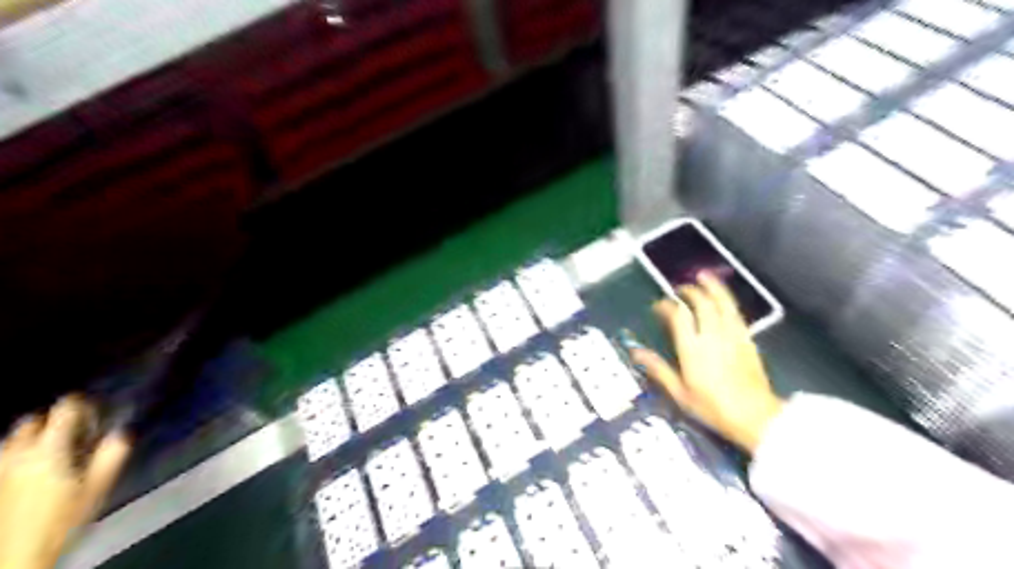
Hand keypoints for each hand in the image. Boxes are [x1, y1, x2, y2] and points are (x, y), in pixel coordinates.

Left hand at [1, 396, 129, 568]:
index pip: (65, 409)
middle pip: (33, 421)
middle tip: (77, 433)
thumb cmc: (61, 520)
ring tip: (54, 450)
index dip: (83, 405)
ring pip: (13, 439)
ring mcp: (0, 470)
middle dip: (55, 420)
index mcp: (49, 448)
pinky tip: (34, 470)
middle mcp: (18, 453)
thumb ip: (112, 455)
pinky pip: (6, 458)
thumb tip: (123, 432)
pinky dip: (20, 454)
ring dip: (34, 437)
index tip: (97, 413)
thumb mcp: (98, 487)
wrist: (14, 556)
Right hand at [628, 272, 781, 453]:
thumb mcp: (680, 393)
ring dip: (713, 287)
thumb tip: (637, 353)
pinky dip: (727, 301)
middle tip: (680, 289)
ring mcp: (733, 335)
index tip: (659, 305)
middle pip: (702, 303)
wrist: (755, 417)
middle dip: (690, 291)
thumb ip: (659, 369)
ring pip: (722, 302)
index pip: (678, 315)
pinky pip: (736, 313)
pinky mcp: (747, 339)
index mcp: (693, 348)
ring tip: (704, 277)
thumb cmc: (713, 407)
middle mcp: (713, 335)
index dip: (667, 305)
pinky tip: (723, 299)